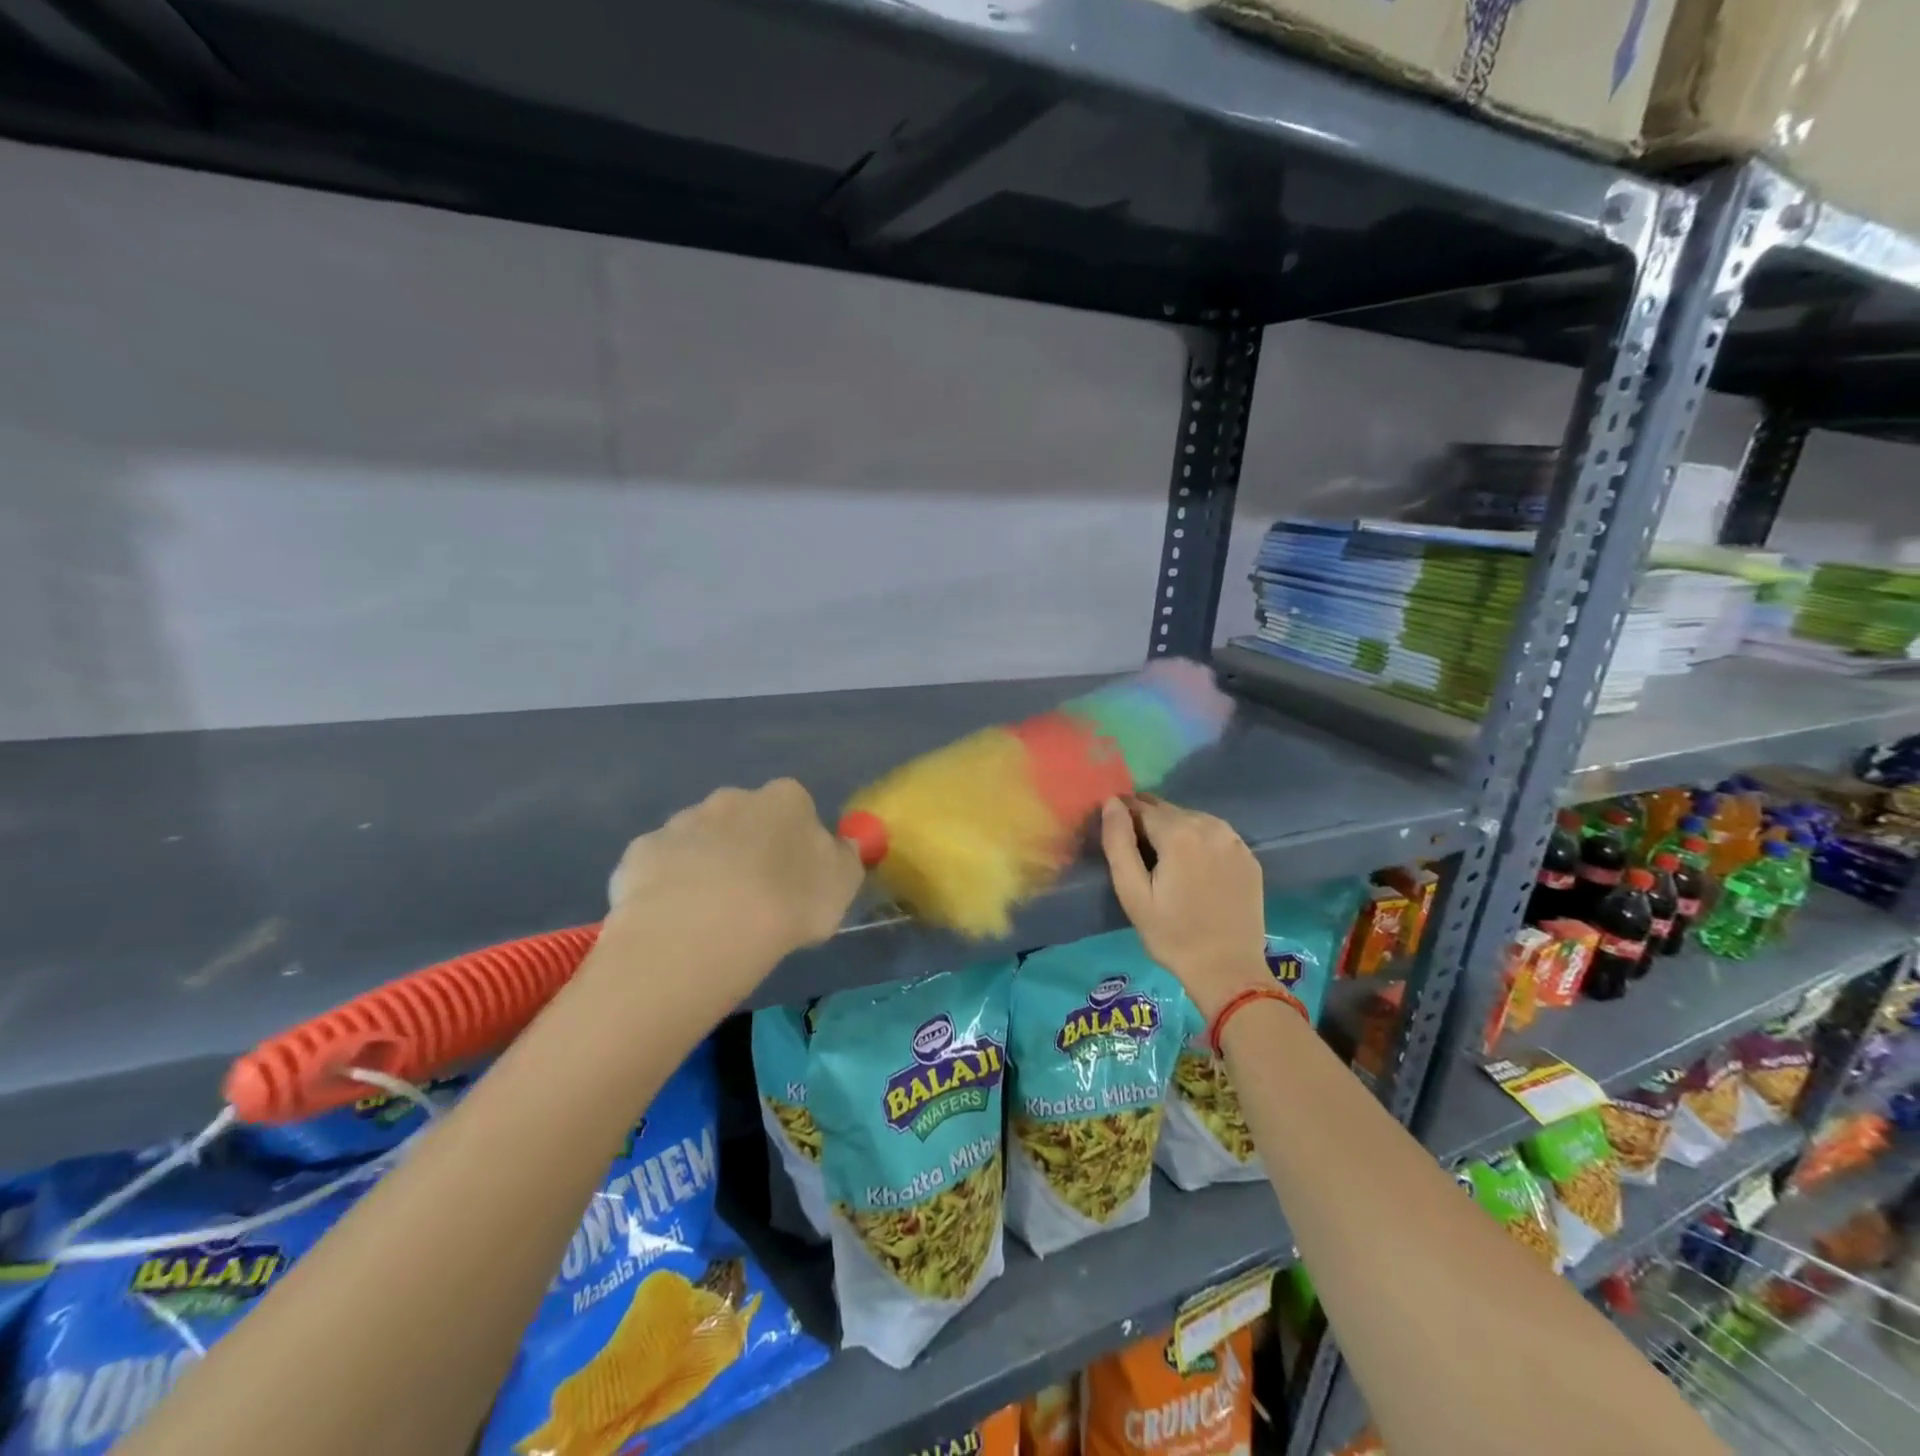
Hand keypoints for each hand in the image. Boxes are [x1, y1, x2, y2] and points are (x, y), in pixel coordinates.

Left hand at [605, 779, 863, 981]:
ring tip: (711, 918)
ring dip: (706, 867)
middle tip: (753, 898)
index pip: (797, 808)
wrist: (703, 929)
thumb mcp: (842, 886)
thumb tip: (838, 848)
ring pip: (699, 842)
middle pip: (743, 819)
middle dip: (747, 848)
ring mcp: (680, 823)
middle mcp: (731, 798)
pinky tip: (674, 922)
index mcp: (784, 800)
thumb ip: (843, 859)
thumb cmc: (788, 903)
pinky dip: (667, 887)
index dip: (796, 843)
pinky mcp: (640, 853)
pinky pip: (661, 867)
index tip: (796, 879)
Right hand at [1099, 795, 1268, 1020]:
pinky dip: (1199, 840)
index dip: (1123, 816)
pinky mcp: (1249, 856)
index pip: (1140, 806)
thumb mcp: (1133, 892)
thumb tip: (1111, 802)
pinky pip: (1215, 835)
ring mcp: (1234, 840)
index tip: (1116, 836)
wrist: (1228, 970)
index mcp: (1179, 833)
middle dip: (1148, 822)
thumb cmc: (1171, 934)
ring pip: (1192, 818)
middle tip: (1138, 853)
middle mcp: (1210, 826)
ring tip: (1165, 861)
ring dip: (1174, 829)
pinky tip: (1194, 867)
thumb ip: (1118, 842)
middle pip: (1168, 810)